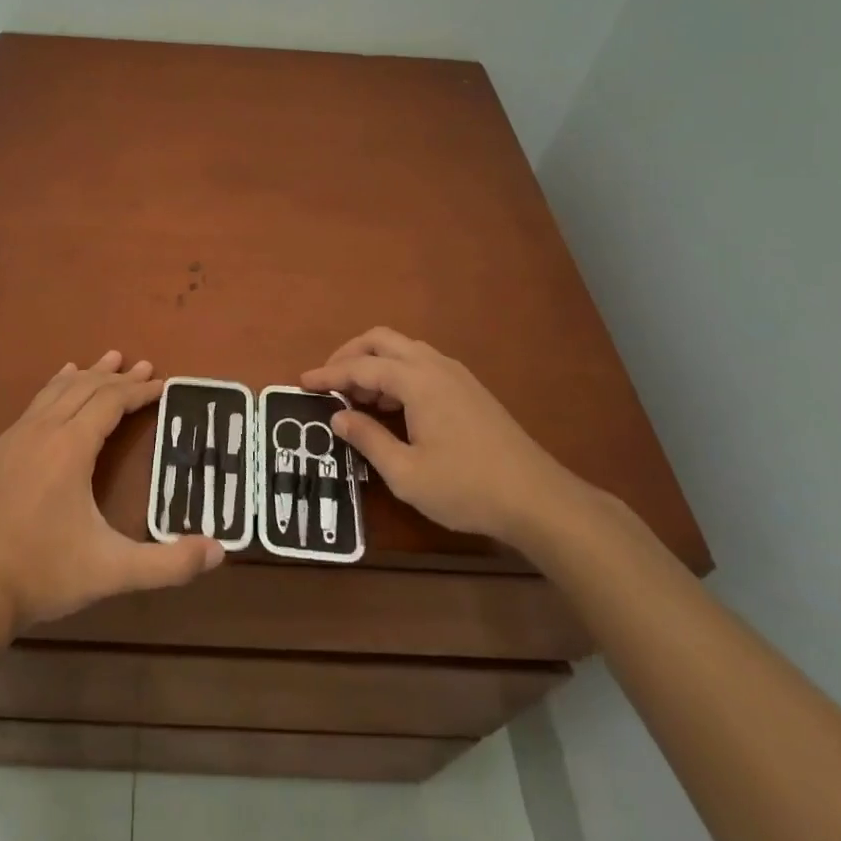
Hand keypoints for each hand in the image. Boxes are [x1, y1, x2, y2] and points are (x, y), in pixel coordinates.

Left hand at [0, 352, 223, 633]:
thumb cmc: (45, 573)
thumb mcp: (113, 571)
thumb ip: (168, 564)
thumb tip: (220, 551)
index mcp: (70, 446)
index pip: (111, 402)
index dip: (138, 391)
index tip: (161, 383)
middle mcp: (42, 431)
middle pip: (84, 388)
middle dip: (116, 376)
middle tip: (142, 365)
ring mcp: (13, 439)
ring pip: (55, 392)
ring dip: (84, 376)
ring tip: (103, 361)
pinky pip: (32, 407)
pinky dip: (52, 390)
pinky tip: (53, 392)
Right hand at [302, 327, 583, 545]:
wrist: (538, 499)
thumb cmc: (467, 488)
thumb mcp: (406, 474)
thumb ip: (368, 440)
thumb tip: (338, 416)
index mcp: (417, 381)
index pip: (361, 367)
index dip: (328, 373)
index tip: (302, 382)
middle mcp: (435, 366)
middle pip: (382, 340)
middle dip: (350, 354)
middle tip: (329, 380)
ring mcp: (456, 375)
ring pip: (404, 350)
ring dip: (375, 364)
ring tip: (358, 398)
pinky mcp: (470, 390)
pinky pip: (422, 364)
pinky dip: (397, 373)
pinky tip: (394, 406)